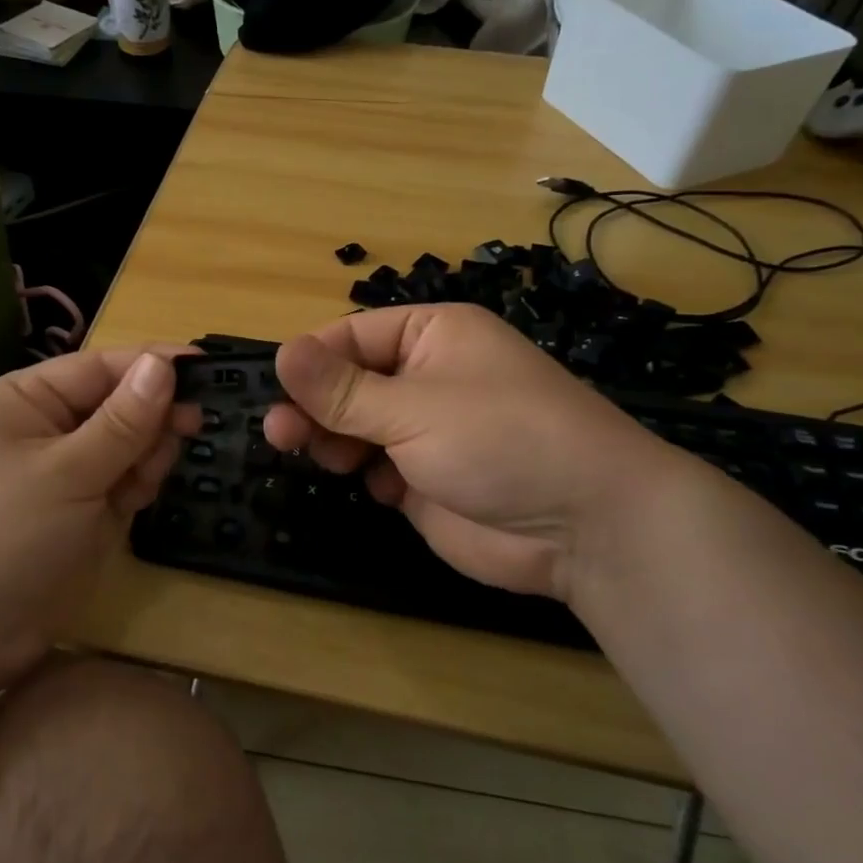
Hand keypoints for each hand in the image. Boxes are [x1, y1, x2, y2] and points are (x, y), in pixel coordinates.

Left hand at [0, 348, 196, 692]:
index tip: (209, 367)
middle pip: (120, 404)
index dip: (154, 364)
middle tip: (190, 431)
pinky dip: (137, 487)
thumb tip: (164, 363)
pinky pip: (123, 482)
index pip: (102, 367)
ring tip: (139, 486)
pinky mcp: (79, 513)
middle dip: (152, 419)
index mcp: (27, 401)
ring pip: (129, 446)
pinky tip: (134, 502)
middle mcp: (46, 429)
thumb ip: (122, 422)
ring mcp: (64, 474)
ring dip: (146, 457)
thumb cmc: (0, 539)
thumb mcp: (66, 474)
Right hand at [265, 304, 686, 602]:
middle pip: (349, 383)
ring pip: (357, 427)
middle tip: (280, 435)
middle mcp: (427, 376)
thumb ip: (342, 389)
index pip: (352, 336)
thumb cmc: (501, 439)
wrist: (585, 526)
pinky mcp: (427, 478)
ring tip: (326, 459)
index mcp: (431, 335)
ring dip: (335, 441)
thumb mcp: (414, 407)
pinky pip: (377, 467)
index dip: (312, 362)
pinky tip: (382, 488)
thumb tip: (281, 352)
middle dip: (317, 407)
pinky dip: (369, 476)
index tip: (277, 390)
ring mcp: (428, 430)